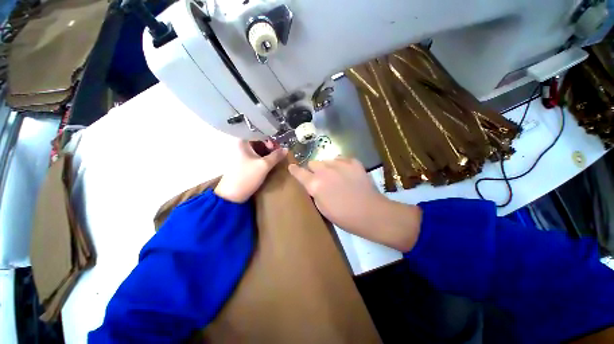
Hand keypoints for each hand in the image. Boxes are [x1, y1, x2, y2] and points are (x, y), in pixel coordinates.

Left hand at [215, 140, 286, 202]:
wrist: (232, 195)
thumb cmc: (247, 177)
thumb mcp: (264, 165)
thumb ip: (276, 156)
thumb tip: (286, 149)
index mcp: (243, 142)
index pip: (260, 135)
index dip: (271, 140)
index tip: (278, 149)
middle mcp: (241, 146)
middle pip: (259, 142)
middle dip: (271, 147)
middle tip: (279, 154)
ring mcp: (241, 155)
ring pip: (258, 150)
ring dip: (268, 154)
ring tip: (277, 159)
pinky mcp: (243, 163)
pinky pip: (256, 157)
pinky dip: (264, 159)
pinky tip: (270, 164)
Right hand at [288, 158, 421, 251]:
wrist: (370, 213)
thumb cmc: (344, 216)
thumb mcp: (322, 208)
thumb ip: (314, 192)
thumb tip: (313, 184)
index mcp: (315, 184)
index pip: (299, 172)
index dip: (294, 170)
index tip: (292, 167)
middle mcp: (325, 171)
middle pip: (313, 163)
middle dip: (314, 170)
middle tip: (320, 178)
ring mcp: (340, 164)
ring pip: (326, 160)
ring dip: (327, 167)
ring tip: (335, 176)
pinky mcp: (353, 162)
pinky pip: (341, 159)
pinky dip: (340, 165)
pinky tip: (346, 173)